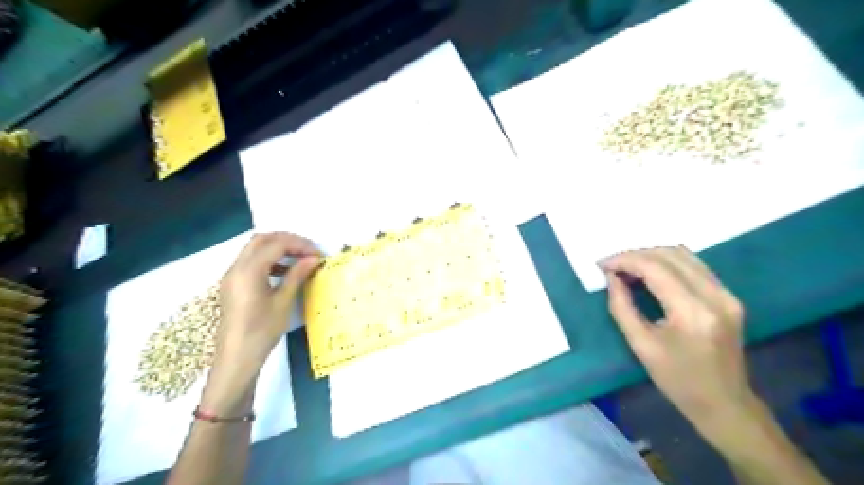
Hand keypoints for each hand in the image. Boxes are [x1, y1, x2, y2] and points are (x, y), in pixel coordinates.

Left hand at [205, 233, 322, 410]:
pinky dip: (268, 259)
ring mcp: (232, 275)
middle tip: (308, 250)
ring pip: (254, 248)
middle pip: (262, 239)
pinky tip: (284, 272)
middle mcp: (236, 268)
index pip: (276, 244)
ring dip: (277, 248)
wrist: (236, 358)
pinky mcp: (232, 284)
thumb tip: (314, 258)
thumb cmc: (262, 331)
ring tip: (299, 259)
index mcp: (249, 271)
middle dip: (287, 240)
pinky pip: (250, 261)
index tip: (318, 254)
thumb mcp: (283, 302)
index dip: (299, 244)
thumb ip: (297, 275)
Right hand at [603, 249, 757, 444]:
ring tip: (627, 268)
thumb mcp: (641, 345)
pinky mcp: (728, 296)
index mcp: (693, 312)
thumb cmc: (677, 380)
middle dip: (635, 255)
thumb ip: (622, 306)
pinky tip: (649, 273)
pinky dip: (666, 263)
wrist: (724, 403)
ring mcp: (726, 294)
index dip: (625, 260)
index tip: (602, 265)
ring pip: (683, 255)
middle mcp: (715, 296)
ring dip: (651, 256)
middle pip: (670, 255)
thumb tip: (611, 277)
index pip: (655, 268)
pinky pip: (693, 266)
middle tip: (611, 267)